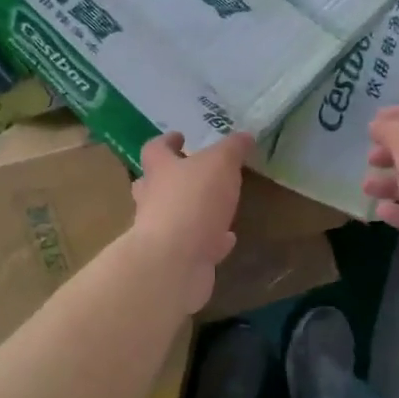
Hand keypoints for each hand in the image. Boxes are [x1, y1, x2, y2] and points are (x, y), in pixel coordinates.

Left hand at [130, 132, 253, 311]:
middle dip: (171, 177)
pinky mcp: (176, 259)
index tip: (179, 136)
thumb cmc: (193, 200)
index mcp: (160, 170)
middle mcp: (153, 199)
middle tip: (191, 172)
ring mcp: (162, 232)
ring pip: (174, 215)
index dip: (167, 141)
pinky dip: (211, 240)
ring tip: (217, 206)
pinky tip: (228, 239)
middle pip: (154, 184)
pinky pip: (195, 245)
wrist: (174, 261)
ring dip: (192, 210)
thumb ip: (232, 149)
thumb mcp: (220, 163)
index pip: (155, 149)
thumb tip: (245, 136)